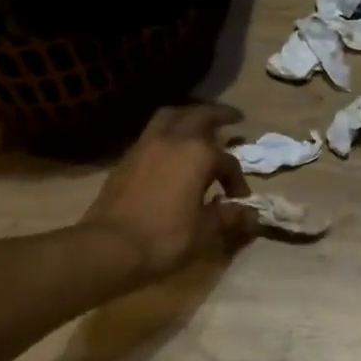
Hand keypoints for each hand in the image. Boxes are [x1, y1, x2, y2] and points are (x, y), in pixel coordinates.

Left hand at [80, 105, 258, 281]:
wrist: (110, 245)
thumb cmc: (164, 237)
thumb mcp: (203, 231)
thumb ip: (228, 217)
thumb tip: (250, 214)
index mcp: (198, 155)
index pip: (227, 161)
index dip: (237, 179)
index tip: (238, 198)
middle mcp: (174, 139)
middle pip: (201, 115)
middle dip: (220, 115)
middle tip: (234, 118)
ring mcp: (147, 144)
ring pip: (172, 115)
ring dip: (189, 115)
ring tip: (199, 123)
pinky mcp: (128, 155)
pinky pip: (153, 130)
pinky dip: (168, 129)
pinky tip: (171, 146)